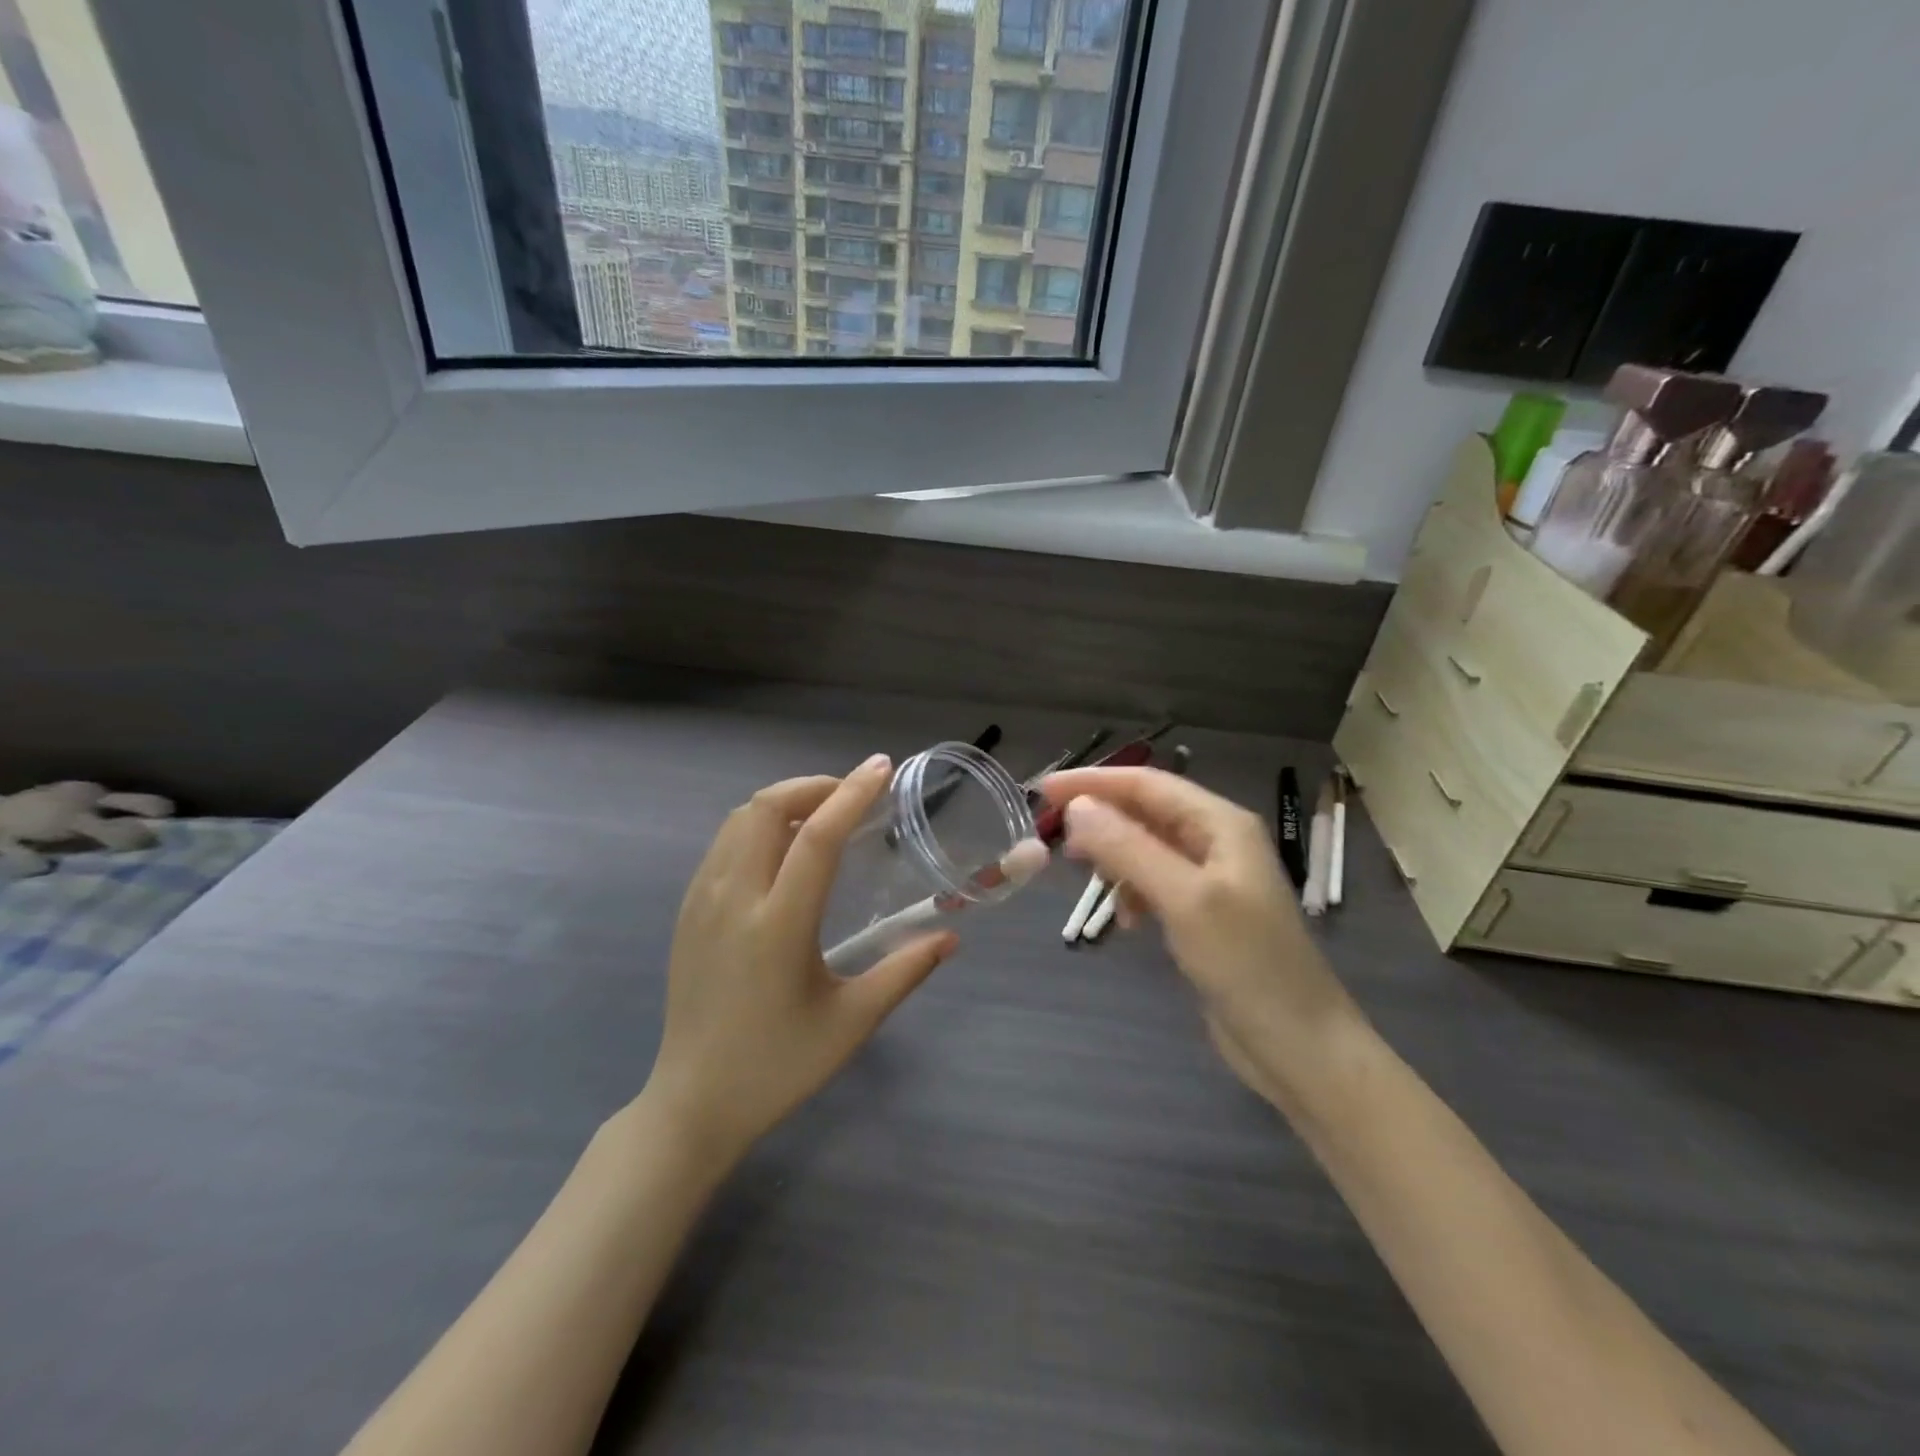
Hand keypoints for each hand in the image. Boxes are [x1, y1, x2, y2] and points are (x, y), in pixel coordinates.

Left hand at [642, 757, 955, 1165]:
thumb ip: (904, 972)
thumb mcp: (851, 1022)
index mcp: (777, 926)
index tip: (882, 768)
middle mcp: (733, 900)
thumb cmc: (778, 1066)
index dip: (852, 795)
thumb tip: (950, 938)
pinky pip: (723, 844)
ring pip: (740, 819)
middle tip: (855, 795)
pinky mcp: (687, 911)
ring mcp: (701, 901)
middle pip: (767, 808)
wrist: (693, 1103)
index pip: (816, 837)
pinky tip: (784, 850)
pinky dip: (758, 824)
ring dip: (785, 801)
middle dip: (815, 786)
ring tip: (824, 815)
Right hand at [1042, 767, 1363, 1105]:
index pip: (1146, 784)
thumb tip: (1077, 807)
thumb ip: (1129, 849)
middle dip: (1099, 817)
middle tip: (1050, 831)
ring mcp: (1212, 879)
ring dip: (1113, 855)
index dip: (1093, 781)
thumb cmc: (1246, 964)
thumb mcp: (1184, 899)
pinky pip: (1155, 883)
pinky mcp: (1204, 915)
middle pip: (1146, 811)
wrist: (1299, 1046)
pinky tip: (1126, 919)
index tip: (1043, 790)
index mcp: (1221, 824)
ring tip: (1083, 874)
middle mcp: (1217, 841)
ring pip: (1147, 848)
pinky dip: (1132, 891)